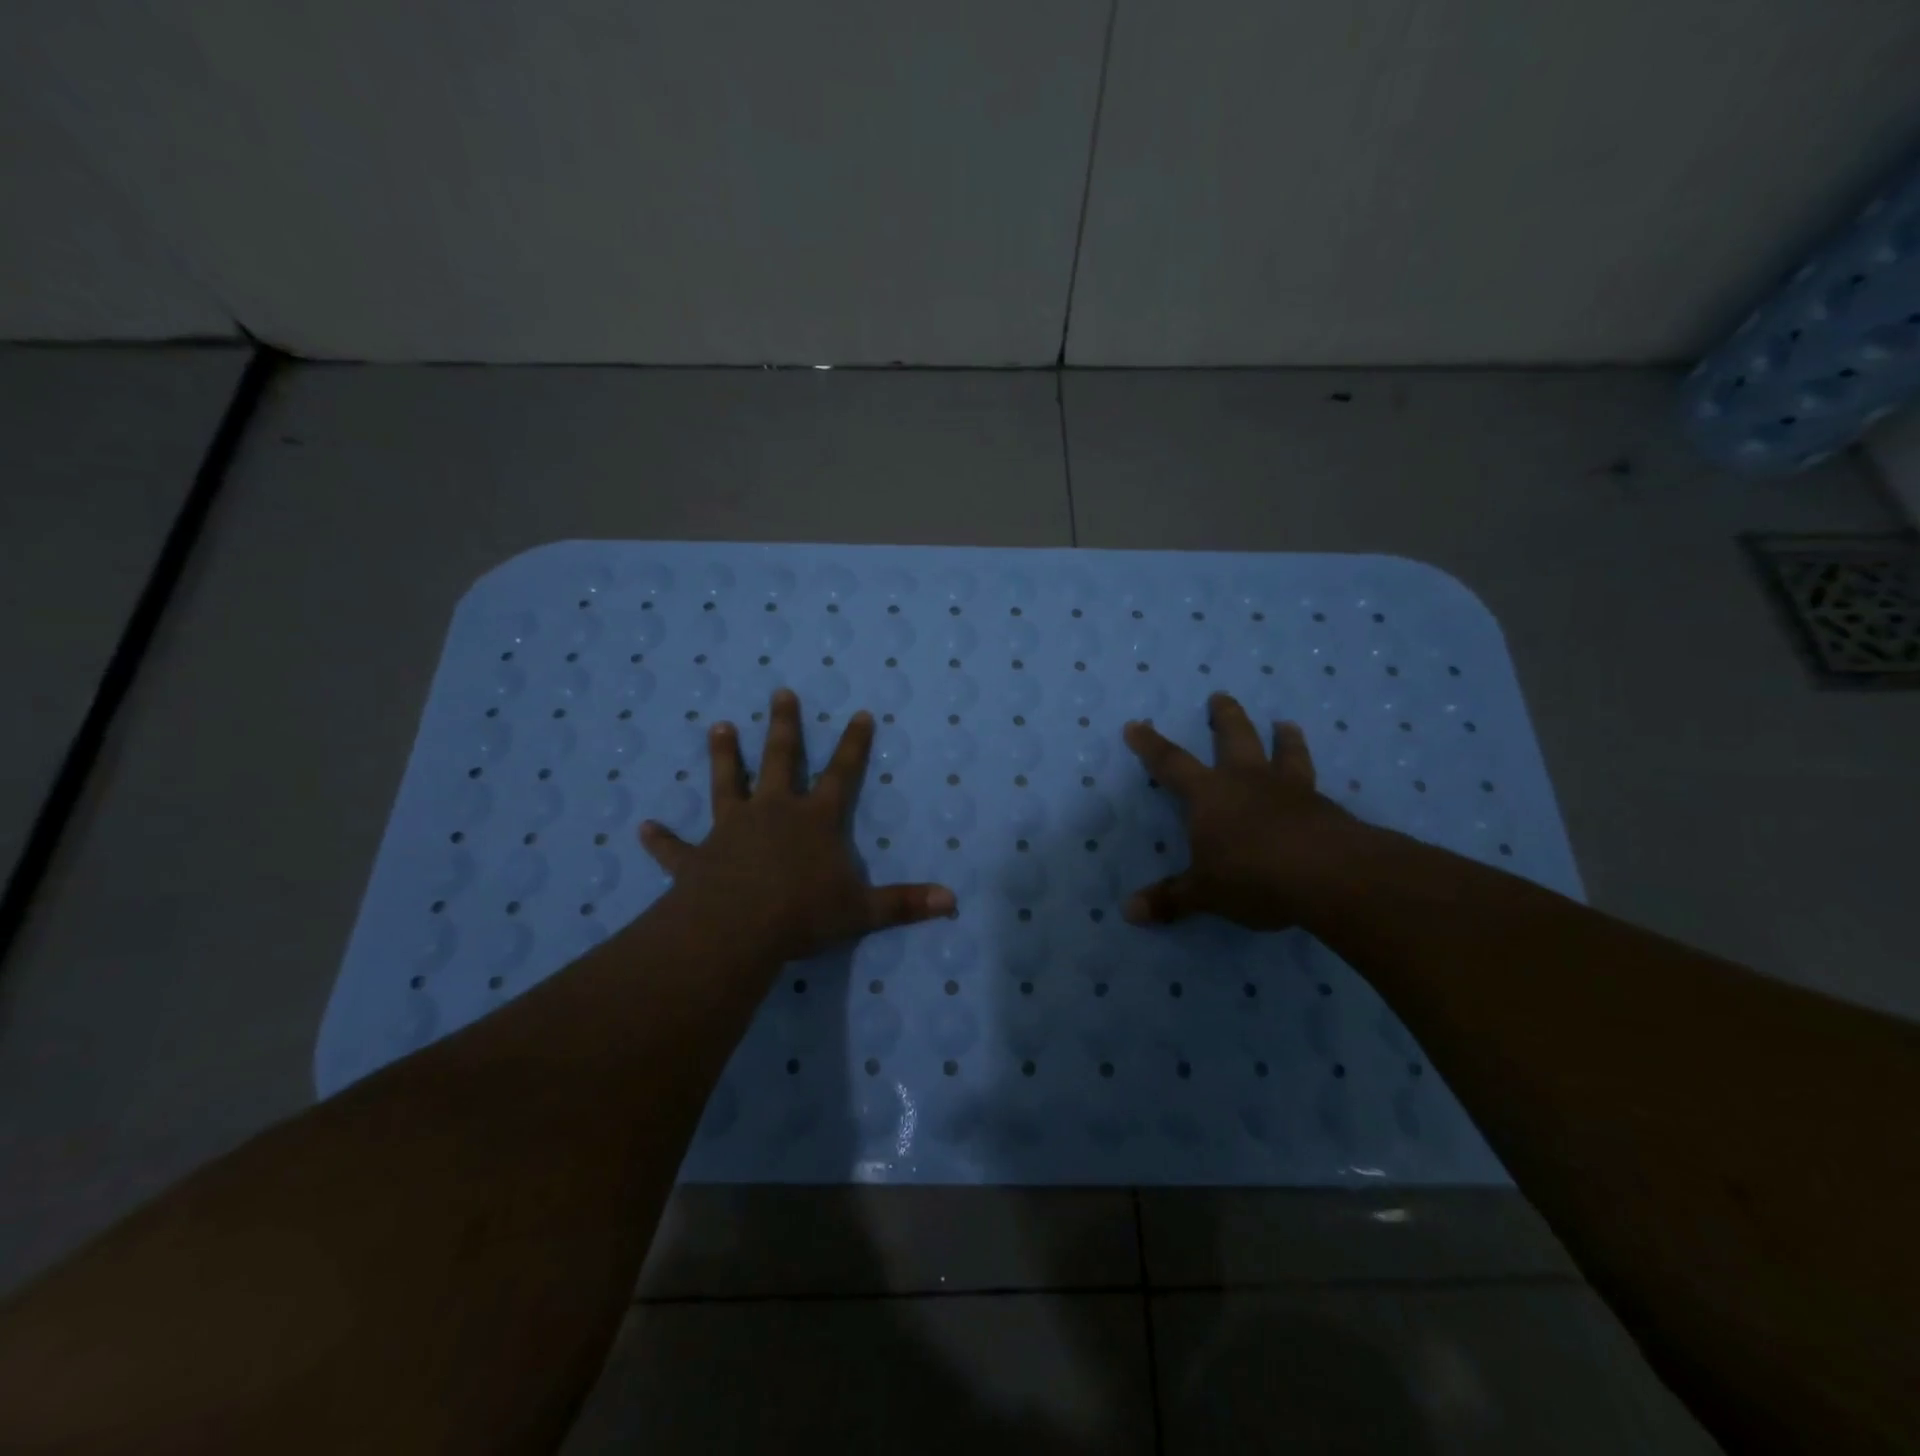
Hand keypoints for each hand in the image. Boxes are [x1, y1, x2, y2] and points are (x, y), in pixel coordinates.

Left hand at [638, 688, 955, 963]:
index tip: (859, 713)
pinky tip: (643, 828)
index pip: (843, 774)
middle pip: (781, 759)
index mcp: (815, 820)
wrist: (736, 929)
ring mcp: (732, 829)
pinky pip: (677, 847)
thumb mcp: (862, 911)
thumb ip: (905, 904)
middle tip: (781, 692)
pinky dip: (662, 839)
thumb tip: (953, 901)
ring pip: (727, 783)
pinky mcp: (698, 857)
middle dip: (784, 726)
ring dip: (724, 756)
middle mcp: (774, 812)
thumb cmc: (803, 914)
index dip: (854, 744)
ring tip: (718, 726)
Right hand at [1122, 692, 1367, 929]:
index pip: (1170, 763)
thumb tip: (1128, 912)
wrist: (1329, 875)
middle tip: (1221, 696)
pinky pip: (1313, 784)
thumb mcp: (1204, 893)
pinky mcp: (1324, 807)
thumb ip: (1170, 900)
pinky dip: (1310, 778)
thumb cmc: (1252, 876)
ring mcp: (1289, 790)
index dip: (1150, 745)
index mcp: (1209, 795)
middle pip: (1235, 737)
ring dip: (1283, 738)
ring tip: (1285, 724)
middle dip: (1224, 717)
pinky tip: (1317, 786)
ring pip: (1284, 753)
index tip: (1136, 724)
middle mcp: (1247, 781)